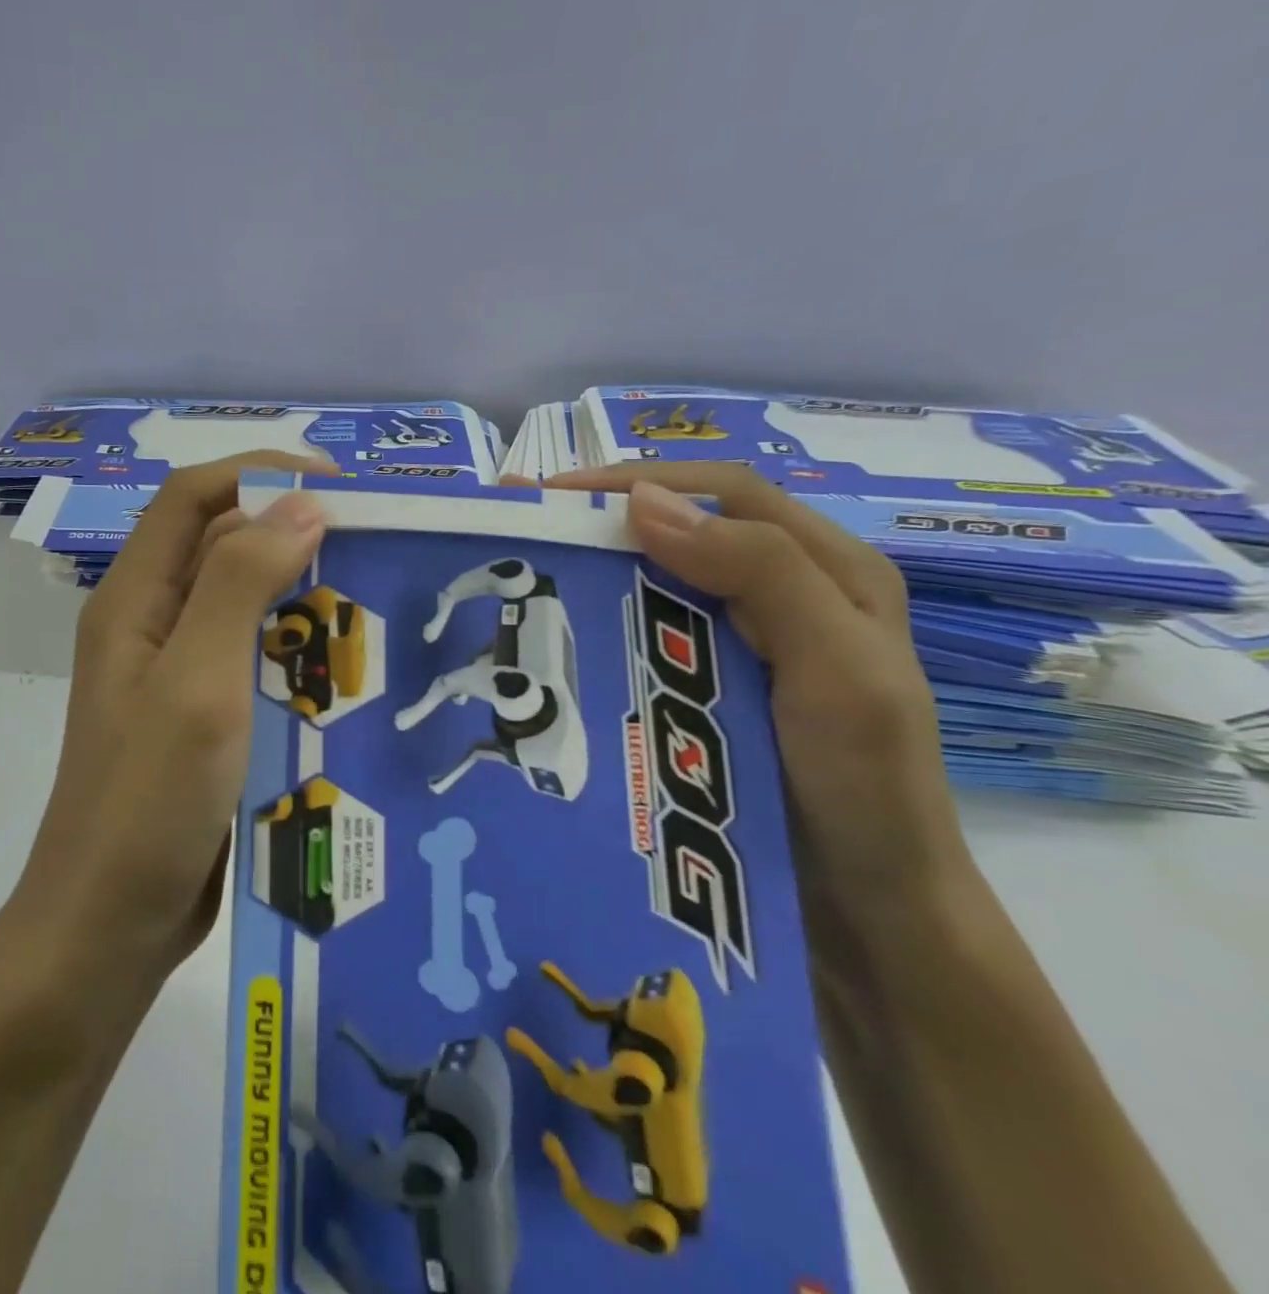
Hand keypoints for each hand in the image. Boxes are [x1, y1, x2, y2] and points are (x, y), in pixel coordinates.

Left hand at [13, 452, 331, 982]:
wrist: (109, 925)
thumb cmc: (146, 802)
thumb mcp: (196, 683)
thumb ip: (239, 586)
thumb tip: (300, 504)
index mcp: (135, 600)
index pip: (191, 498)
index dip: (257, 473)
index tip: (336, 485)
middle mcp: (153, 626)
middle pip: (222, 546)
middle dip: (291, 531)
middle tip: (371, 544)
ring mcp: (178, 675)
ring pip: (246, 605)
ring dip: (302, 594)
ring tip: (373, 601)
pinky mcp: (205, 718)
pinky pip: (257, 660)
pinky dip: (300, 650)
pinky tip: (349, 668)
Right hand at [542, 464, 976, 936]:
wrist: (869, 913)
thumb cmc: (866, 785)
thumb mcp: (836, 668)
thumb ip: (760, 572)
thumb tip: (642, 501)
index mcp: (830, 572)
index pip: (727, 494)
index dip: (643, 481)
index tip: (556, 496)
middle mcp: (784, 597)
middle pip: (687, 531)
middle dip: (606, 521)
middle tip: (524, 530)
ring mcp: (743, 647)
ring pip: (660, 586)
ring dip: (598, 573)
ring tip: (527, 578)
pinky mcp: (709, 690)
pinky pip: (650, 639)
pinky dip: (605, 626)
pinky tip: (562, 639)